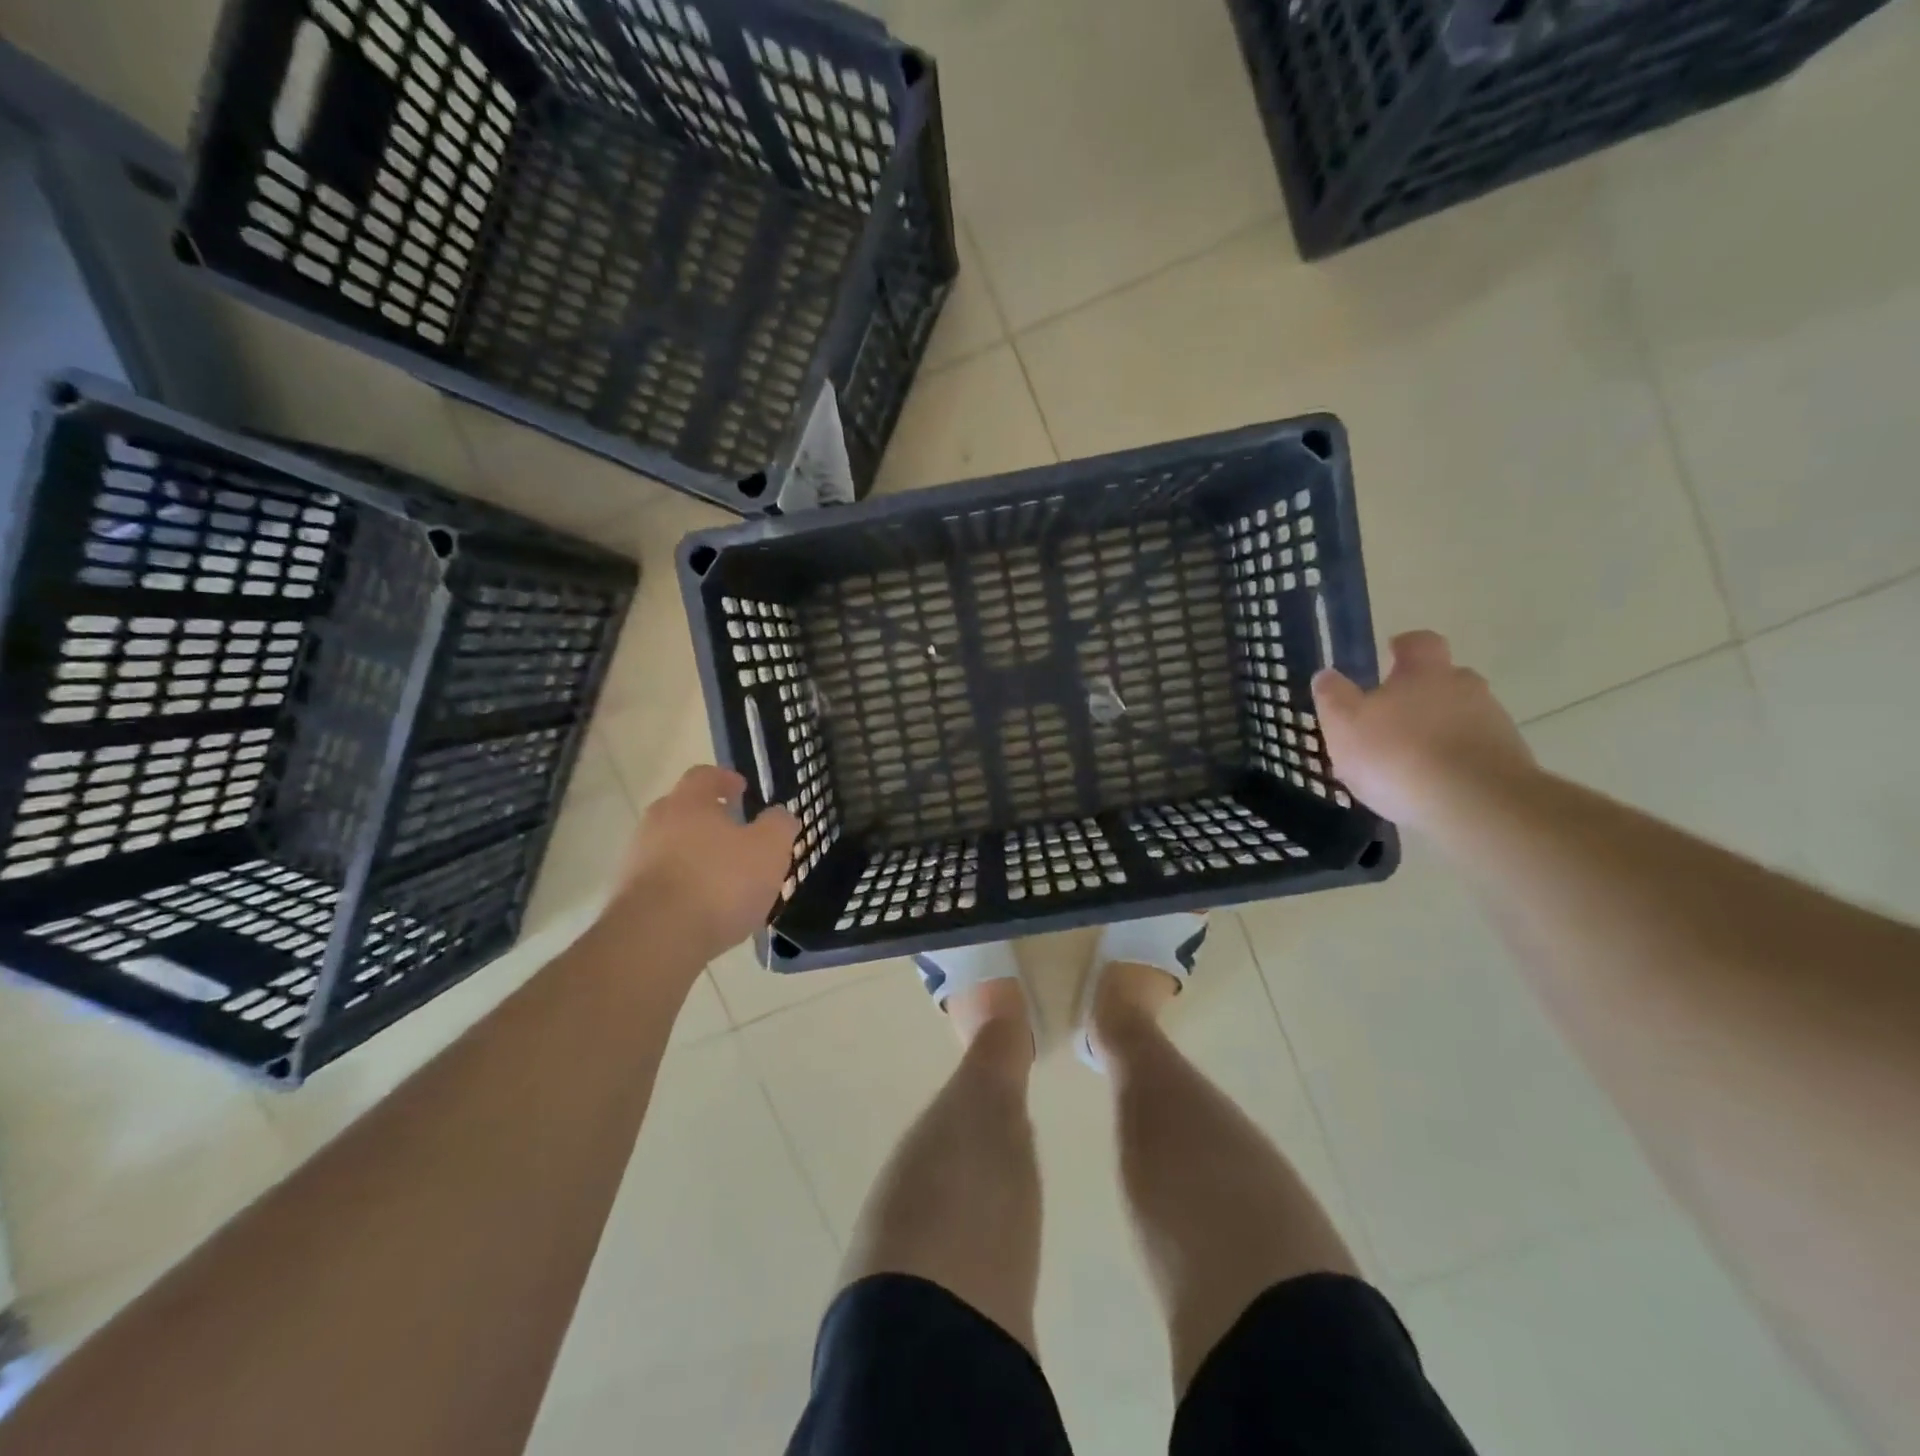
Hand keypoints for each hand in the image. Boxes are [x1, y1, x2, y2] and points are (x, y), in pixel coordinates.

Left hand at [617, 766, 799, 961]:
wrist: (656, 940)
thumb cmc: (719, 882)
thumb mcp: (769, 849)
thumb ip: (779, 826)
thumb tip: (780, 815)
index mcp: (688, 802)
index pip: (704, 776)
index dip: (725, 779)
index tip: (741, 789)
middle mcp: (656, 824)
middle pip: (683, 811)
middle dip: (709, 819)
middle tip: (736, 834)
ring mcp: (637, 861)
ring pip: (671, 847)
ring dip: (696, 855)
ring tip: (724, 877)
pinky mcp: (629, 898)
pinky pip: (662, 881)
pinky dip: (684, 886)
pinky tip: (705, 908)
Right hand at [1311, 630, 1534, 828]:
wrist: (1476, 804)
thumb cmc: (1398, 755)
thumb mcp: (1344, 724)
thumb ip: (1332, 696)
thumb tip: (1326, 675)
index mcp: (1424, 672)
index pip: (1418, 642)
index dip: (1403, 646)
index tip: (1391, 654)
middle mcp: (1465, 687)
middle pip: (1444, 679)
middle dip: (1421, 694)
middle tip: (1392, 718)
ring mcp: (1494, 724)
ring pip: (1461, 716)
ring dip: (1438, 730)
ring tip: (1409, 762)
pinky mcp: (1509, 761)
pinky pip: (1474, 752)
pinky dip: (1454, 762)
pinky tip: (1432, 787)